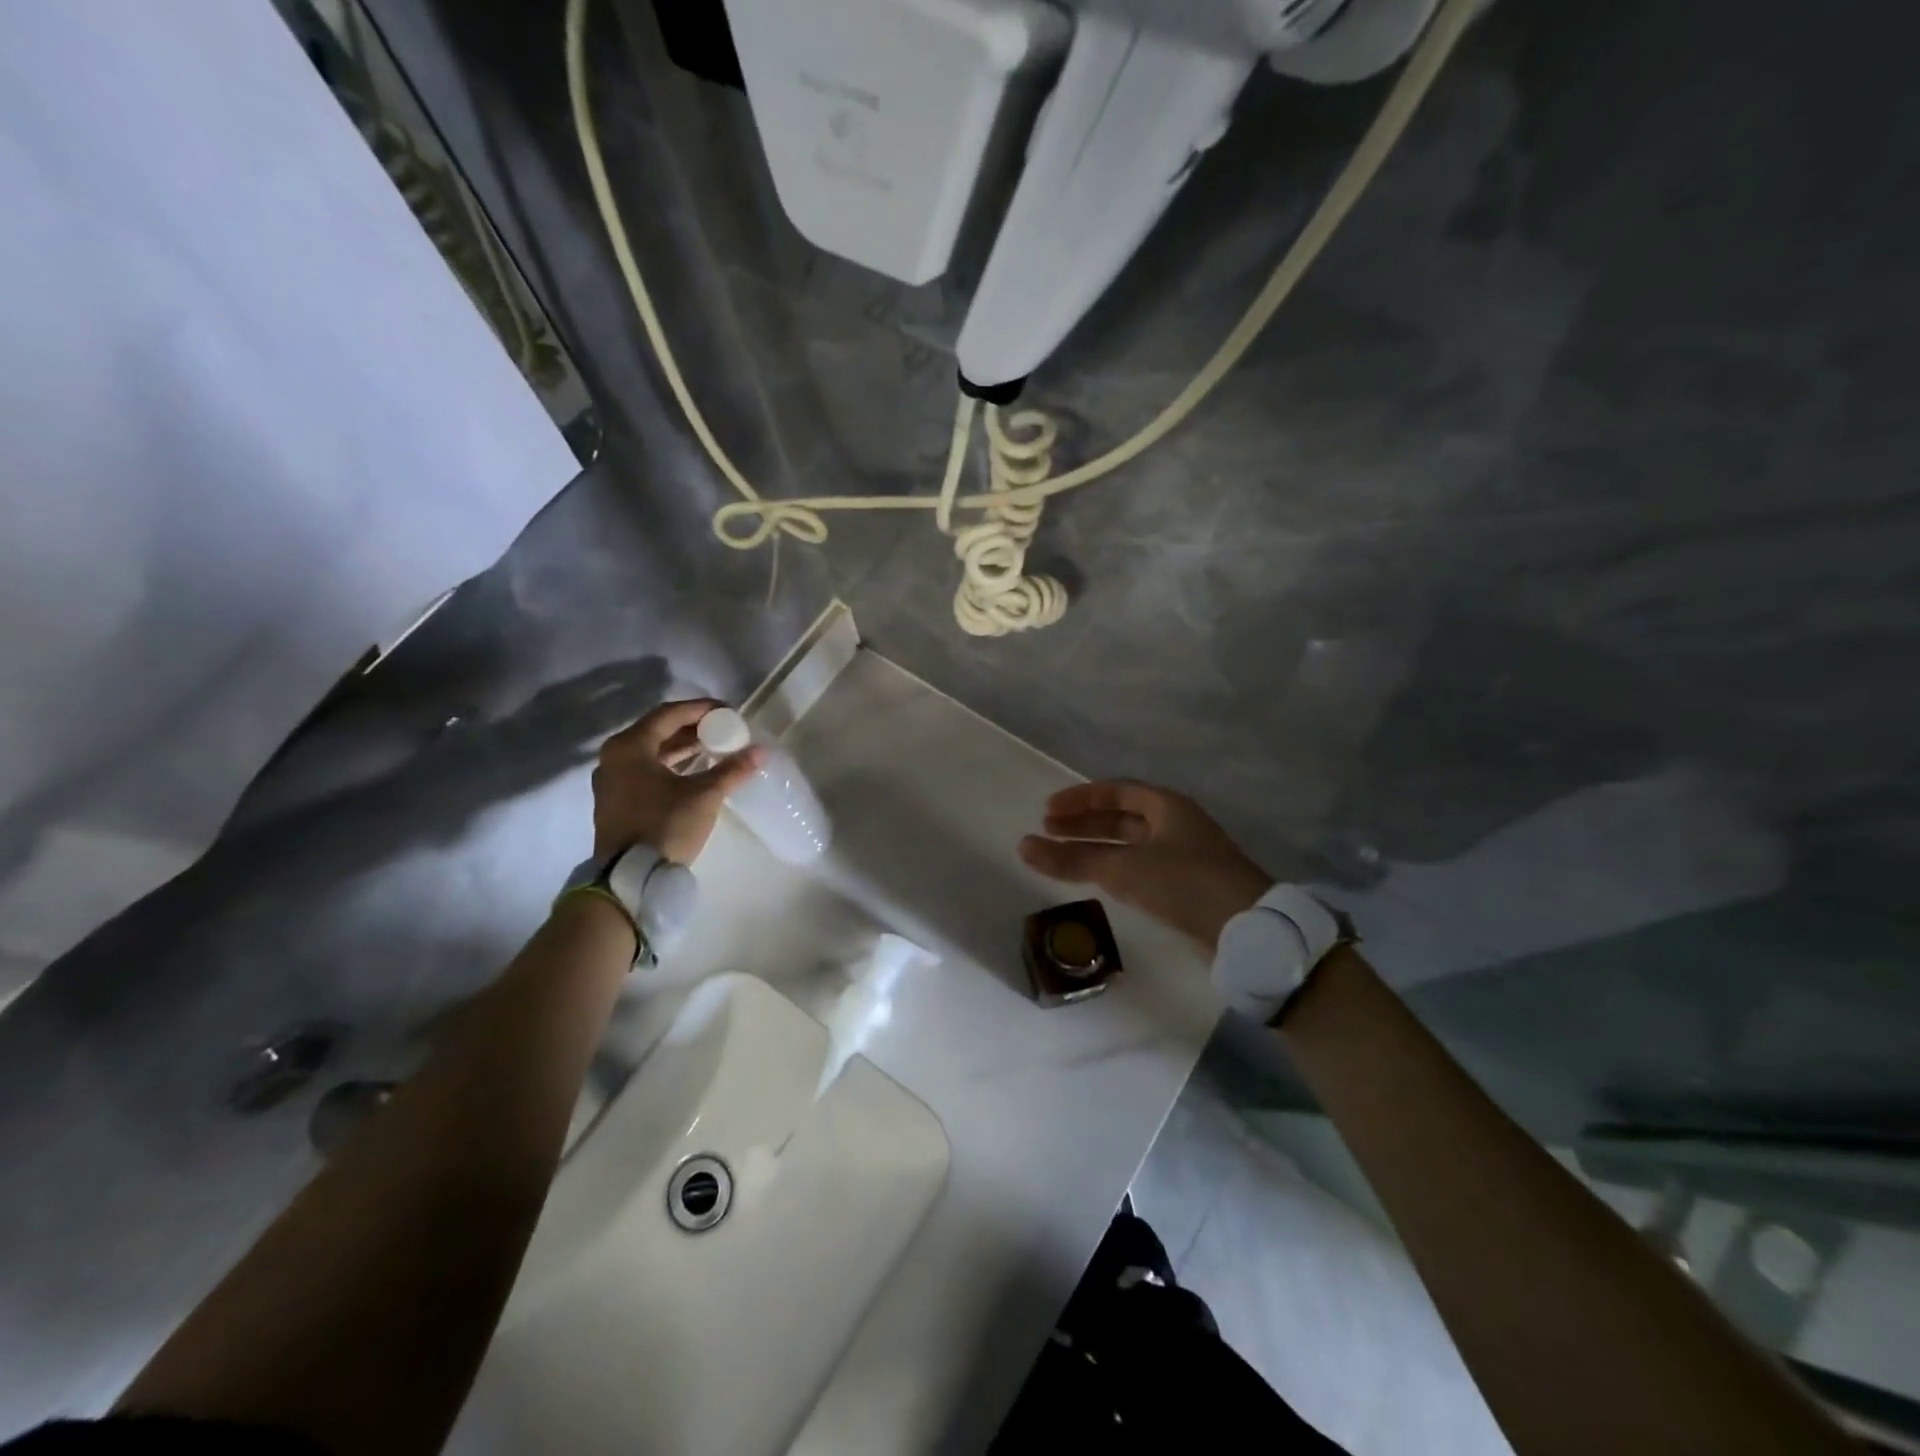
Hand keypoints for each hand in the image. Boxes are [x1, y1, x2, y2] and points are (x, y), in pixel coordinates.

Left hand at [592, 699, 761, 864]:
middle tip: (723, 728)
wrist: (630, 877)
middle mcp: (614, 757)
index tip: (728, 711)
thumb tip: (760, 751)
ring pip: (652, 752)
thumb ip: (732, 770)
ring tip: (714, 747)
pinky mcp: (616, 801)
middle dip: (693, 728)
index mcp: (630, 747)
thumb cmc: (665, 825)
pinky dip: (670, 765)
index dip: (701, 709)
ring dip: (682, 748)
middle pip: (658, 731)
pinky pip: (646, 770)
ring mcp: (611, 780)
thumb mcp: (704, 795)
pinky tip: (694, 771)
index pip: (669, 714)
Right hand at [1018, 780, 1272, 952]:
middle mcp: (1175, 825)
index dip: (1080, 799)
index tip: (1048, 811)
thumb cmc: (1184, 883)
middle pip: (1121, 818)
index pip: (1116, 792)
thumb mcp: (1123, 869)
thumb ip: (1072, 860)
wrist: (1245, 930)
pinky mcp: (1184, 887)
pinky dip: (1113, 869)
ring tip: (1060, 856)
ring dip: (1095, 849)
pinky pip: (1139, 868)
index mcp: (1167, 806)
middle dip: (1083, 824)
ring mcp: (1182, 856)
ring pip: (1129, 845)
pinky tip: (1095, 879)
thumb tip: (1022, 847)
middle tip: (1048, 832)